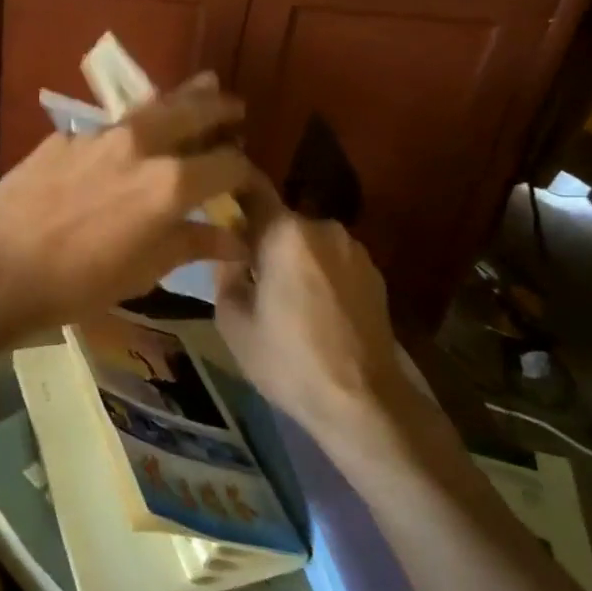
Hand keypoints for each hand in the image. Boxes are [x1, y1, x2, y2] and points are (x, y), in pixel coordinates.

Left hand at [0, 72, 249, 341]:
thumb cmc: (77, 282)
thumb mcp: (143, 271)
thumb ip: (191, 244)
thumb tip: (234, 238)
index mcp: (171, 183)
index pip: (228, 163)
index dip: (245, 172)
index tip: (247, 180)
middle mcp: (141, 145)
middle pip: (194, 111)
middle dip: (220, 108)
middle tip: (235, 107)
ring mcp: (99, 135)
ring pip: (151, 106)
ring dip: (180, 99)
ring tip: (201, 86)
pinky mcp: (65, 137)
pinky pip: (109, 125)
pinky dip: (132, 125)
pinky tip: (127, 137)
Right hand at [215, 172, 408, 440]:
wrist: (363, 401)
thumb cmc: (287, 360)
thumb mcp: (232, 320)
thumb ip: (224, 273)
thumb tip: (229, 252)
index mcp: (285, 232)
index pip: (251, 189)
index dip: (231, 194)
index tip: (216, 207)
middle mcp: (323, 228)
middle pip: (280, 222)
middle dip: (262, 240)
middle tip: (247, 275)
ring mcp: (355, 250)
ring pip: (308, 243)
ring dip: (293, 259)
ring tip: (283, 299)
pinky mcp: (376, 274)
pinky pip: (332, 261)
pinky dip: (318, 275)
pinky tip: (314, 311)